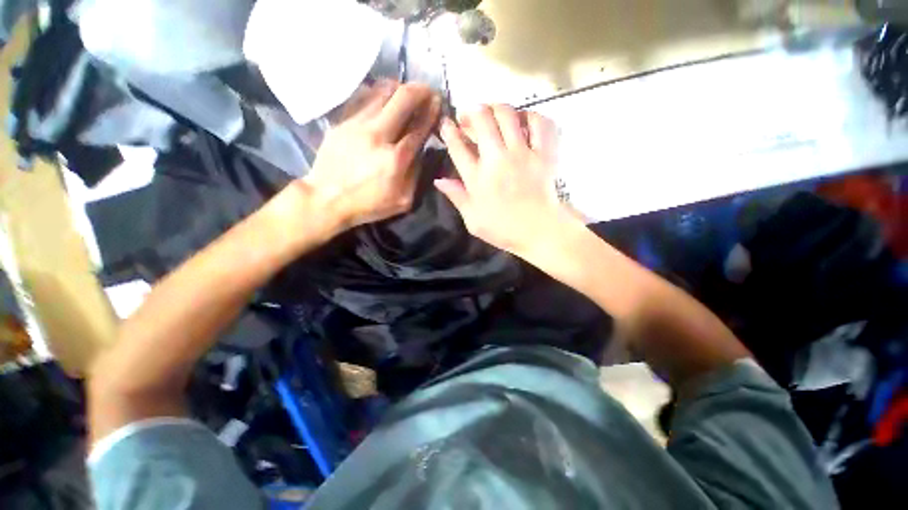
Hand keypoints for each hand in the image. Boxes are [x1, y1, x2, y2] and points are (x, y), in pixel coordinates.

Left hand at [302, 81, 440, 232]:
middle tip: (428, 91)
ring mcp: (357, 124)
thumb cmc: (368, 204)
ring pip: (383, 91)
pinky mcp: (342, 121)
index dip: (432, 112)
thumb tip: (420, 150)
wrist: (326, 199)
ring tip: (407, 93)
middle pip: (403, 98)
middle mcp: (378, 135)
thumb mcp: (403, 200)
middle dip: (421, 90)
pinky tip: (384, 97)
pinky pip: (363, 96)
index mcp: (396, 159)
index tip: (439, 103)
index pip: (420, 127)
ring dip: (400, 88)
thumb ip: (416, 175)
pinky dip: (378, 92)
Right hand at [436, 104, 575, 256]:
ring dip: (496, 108)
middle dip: (471, 111)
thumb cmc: (503, 229)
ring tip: (492, 114)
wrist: (540, 232)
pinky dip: (530, 116)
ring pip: (508, 115)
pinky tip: (523, 121)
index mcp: (477, 179)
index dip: (449, 131)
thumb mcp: (473, 220)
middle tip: (469, 116)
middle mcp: (497, 160)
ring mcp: (522, 154)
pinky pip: (539, 122)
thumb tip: (439, 180)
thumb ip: (457, 197)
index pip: (458, 147)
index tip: (446, 123)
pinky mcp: (544, 153)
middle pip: (481, 120)